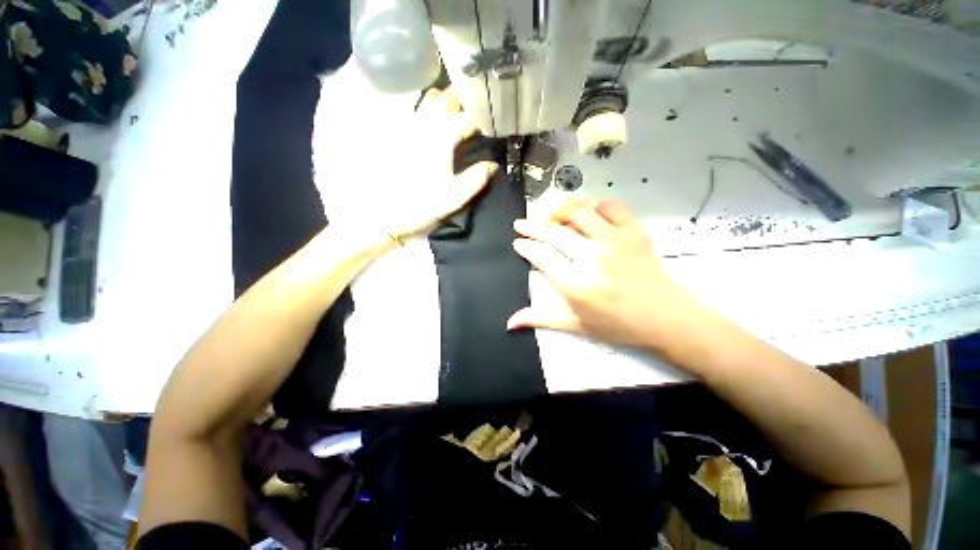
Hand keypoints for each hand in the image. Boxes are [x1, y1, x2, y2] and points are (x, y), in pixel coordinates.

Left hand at [361, 87, 498, 241]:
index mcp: (442, 138)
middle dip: (467, 101)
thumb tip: (493, 165)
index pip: (469, 117)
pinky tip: (441, 123)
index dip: (485, 120)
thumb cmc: (422, 204)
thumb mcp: (455, 197)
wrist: (386, 212)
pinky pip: (420, 111)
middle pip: (449, 98)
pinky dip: (434, 109)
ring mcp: (411, 127)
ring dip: (450, 102)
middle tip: (482, 115)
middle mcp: (426, 125)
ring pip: (432, 99)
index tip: (496, 127)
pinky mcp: (402, 135)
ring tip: (464, 114)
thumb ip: (477, 178)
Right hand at [508, 197, 702, 347]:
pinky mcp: (633, 230)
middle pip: (553, 231)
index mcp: (575, 283)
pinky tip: (588, 213)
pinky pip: (610, 206)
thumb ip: (541, 318)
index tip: (517, 242)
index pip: (541, 255)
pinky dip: (595, 205)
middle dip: (531, 225)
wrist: (665, 317)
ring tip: (549, 215)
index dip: (525, 246)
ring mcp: (614, 240)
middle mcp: (590, 256)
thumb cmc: (617, 325)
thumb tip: (510, 323)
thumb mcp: (575, 325)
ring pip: (578, 211)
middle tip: (521, 224)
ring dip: (558, 210)